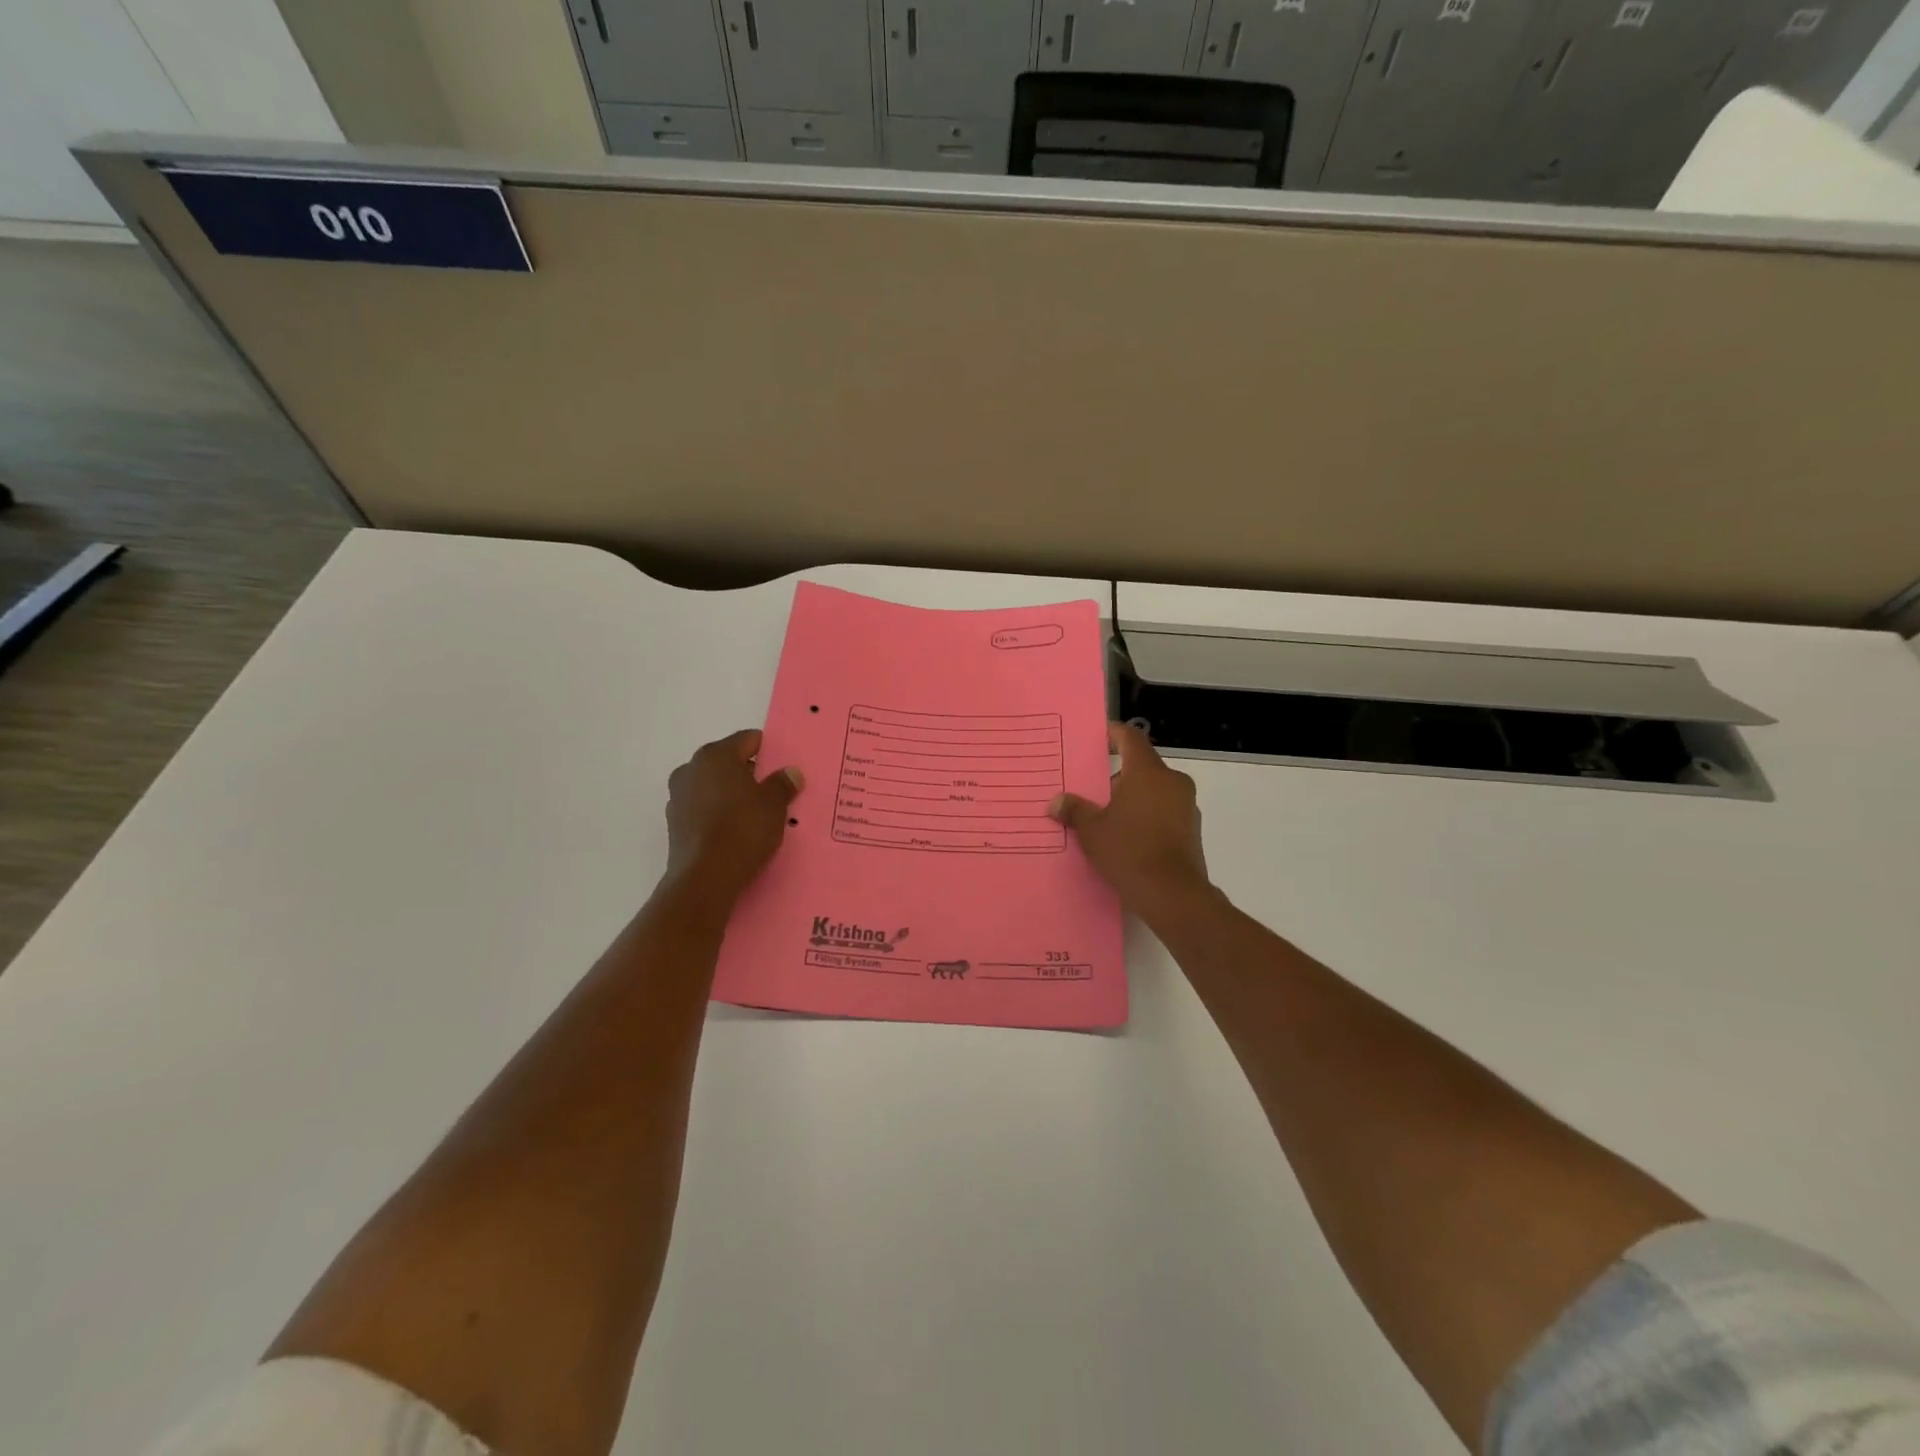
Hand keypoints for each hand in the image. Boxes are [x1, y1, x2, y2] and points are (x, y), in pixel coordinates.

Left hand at [663, 730, 802, 904]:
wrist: (705, 878)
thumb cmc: (743, 829)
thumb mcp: (774, 805)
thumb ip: (782, 784)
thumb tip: (790, 772)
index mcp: (715, 755)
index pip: (748, 740)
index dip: (769, 751)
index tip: (784, 769)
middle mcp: (691, 769)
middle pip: (728, 763)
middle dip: (750, 774)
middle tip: (774, 793)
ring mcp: (678, 796)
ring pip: (714, 787)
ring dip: (732, 795)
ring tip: (756, 815)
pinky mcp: (675, 823)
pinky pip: (704, 809)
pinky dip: (719, 814)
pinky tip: (736, 832)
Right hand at [1049, 723, 1212, 925]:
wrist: (1173, 895)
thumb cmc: (1129, 851)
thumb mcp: (1092, 831)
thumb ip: (1075, 810)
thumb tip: (1057, 802)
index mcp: (1148, 772)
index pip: (1130, 738)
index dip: (1112, 734)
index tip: (1095, 739)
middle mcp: (1172, 782)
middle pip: (1141, 766)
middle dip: (1115, 776)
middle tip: (1089, 789)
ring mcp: (1186, 806)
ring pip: (1153, 790)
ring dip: (1130, 798)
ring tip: (1103, 817)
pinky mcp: (1191, 830)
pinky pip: (1163, 811)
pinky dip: (1144, 815)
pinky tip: (1125, 837)